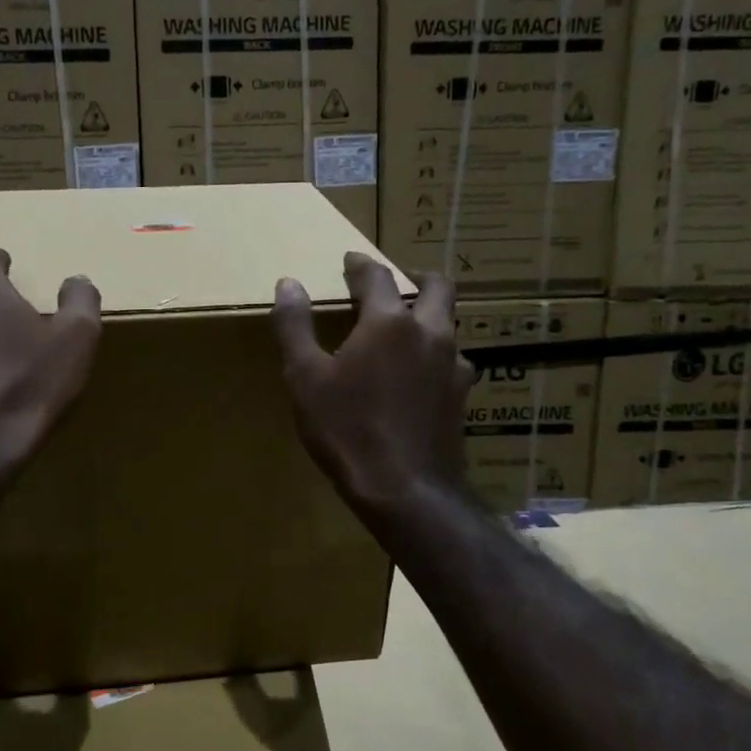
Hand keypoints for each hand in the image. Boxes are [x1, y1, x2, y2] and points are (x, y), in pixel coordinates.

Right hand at [272, 251, 474, 514]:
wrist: (405, 489)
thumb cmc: (347, 429)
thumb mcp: (305, 377)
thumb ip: (295, 325)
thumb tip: (288, 283)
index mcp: (389, 321)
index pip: (377, 276)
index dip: (360, 265)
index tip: (350, 261)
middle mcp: (430, 332)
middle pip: (437, 286)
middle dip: (416, 277)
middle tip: (399, 281)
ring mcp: (453, 364)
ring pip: (449, 323)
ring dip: (431, 315)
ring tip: (409, 328)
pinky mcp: (462, 395)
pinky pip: (452, 359)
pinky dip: (436, 353)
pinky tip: (422, 374)